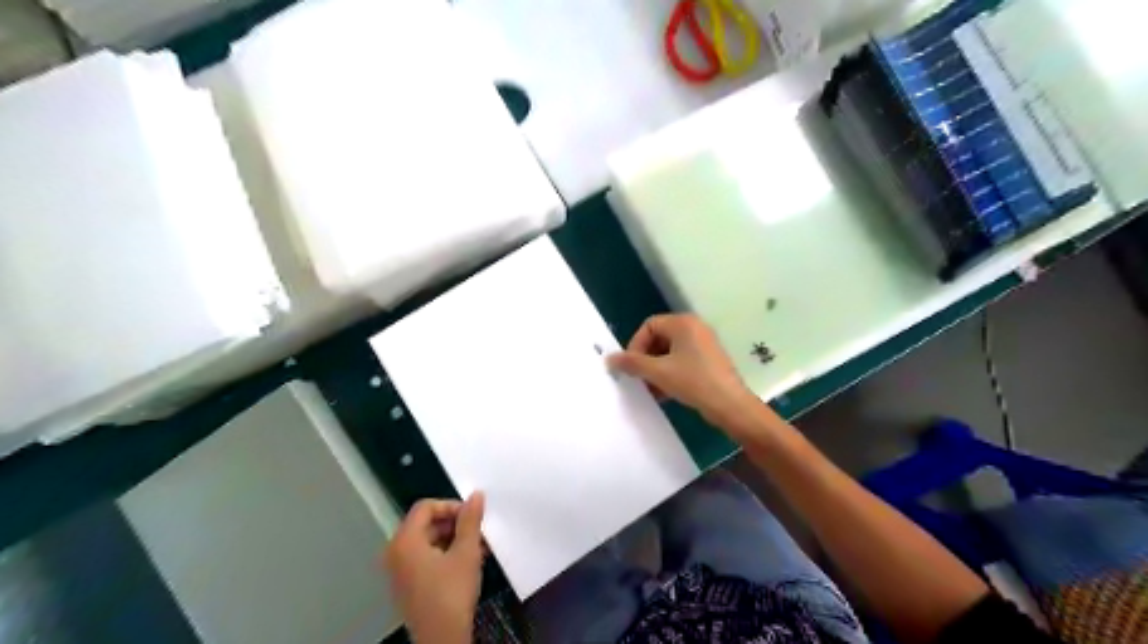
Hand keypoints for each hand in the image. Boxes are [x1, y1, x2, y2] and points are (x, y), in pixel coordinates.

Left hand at [381, 495, 481, 640]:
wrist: (441, 640)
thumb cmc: (452, 592)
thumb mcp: (467, 552)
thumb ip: (470, 520)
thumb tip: (476, 495)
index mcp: (404, 541)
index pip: (425, 507)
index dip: (451, 506)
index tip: (472, 516)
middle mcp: (395, 552)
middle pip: (425, 524)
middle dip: (455, 524)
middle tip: (478, 532)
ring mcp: (399, 571)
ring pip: (428, 541)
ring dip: (453, 539)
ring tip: (479, 548)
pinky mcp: (407, 586)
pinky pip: (425, 558)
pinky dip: (445, 554)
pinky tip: (468, 562)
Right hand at [608, 315, 759, 429]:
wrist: (731, 405)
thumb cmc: (693, 382)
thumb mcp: (658, 372)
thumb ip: (632, 363)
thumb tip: (610, 359)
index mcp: (683, 323)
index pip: (648, 326)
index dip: (635, 345)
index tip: (631, 367)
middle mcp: (694, 328)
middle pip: (658, 338)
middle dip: (645, 359)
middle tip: (639, 379)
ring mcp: (703, 344)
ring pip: (669, 352)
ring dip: (656, 369)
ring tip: (650, 390)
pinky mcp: (709, 360)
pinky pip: (682, 361)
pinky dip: (670, 373)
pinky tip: (664, 393)